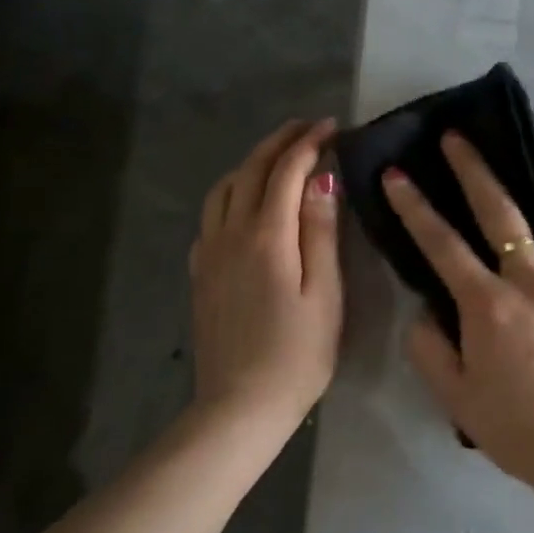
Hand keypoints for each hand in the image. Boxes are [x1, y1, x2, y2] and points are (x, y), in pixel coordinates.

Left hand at [189, 119, 342, 431]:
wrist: (239, 406)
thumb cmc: (297, 353)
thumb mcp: (324, 293)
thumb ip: (320, 232)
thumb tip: (322, 179)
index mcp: (266, 236)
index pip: (286, 171)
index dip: (309, 143)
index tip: (333, 126)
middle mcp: (230, 233)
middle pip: (251, 170)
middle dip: (280, 141)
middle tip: (308, 127)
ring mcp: (209, 252)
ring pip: (225, 188)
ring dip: (252, 162)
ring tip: (279, 158)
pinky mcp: (200, 272)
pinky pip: (212, 215)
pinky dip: (232, 192)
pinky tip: (246, 204)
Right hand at [382, 134, 533, 497]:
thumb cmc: (521, 429)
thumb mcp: (456, 398)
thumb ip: (429, 348)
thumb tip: (426, 310)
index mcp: (491, 306)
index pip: (441, 243)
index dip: (414, 205)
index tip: (397, 174)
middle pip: (501, 206)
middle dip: (471, 166)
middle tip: (457, 140)